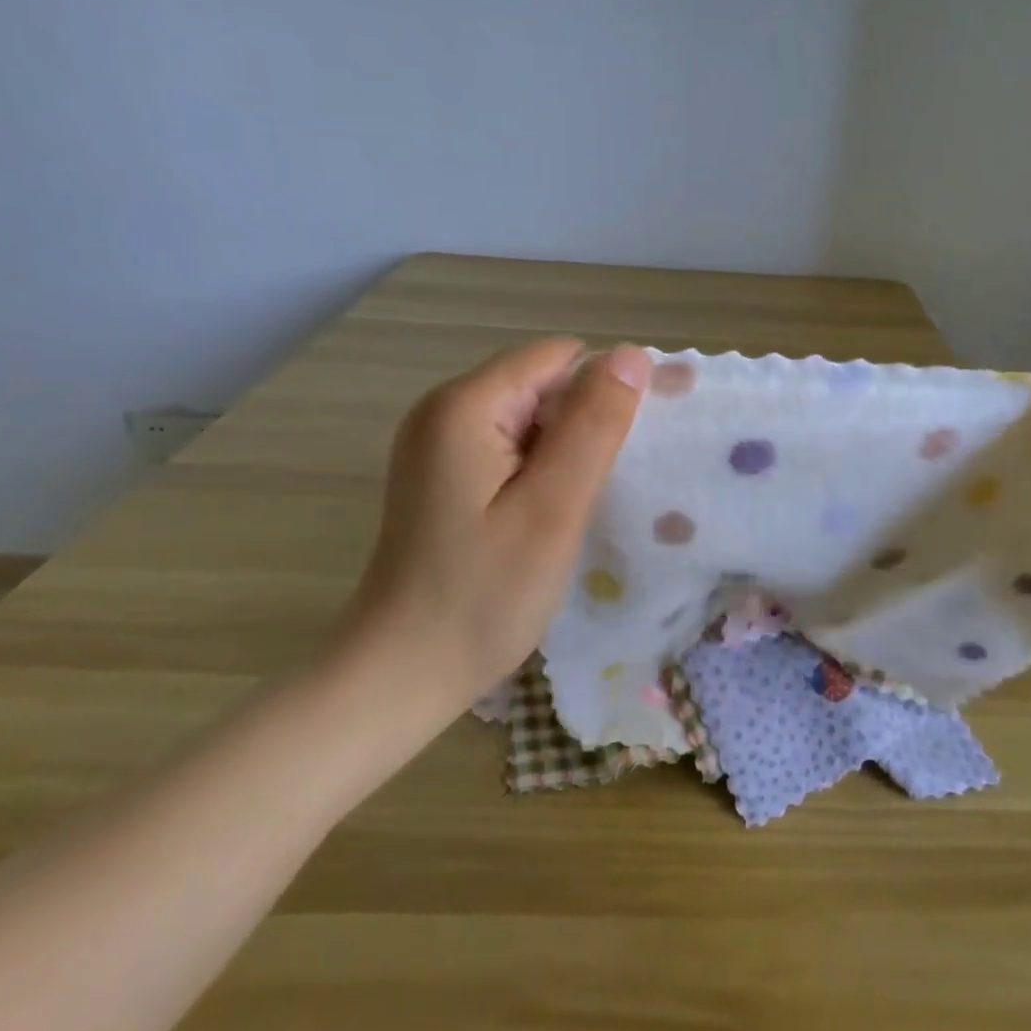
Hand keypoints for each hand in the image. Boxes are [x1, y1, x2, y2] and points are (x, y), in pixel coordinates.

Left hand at [330, 339, 648, 723]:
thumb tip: (632, 354)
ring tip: (573, 507)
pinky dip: (538, 468)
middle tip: (597, 490)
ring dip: (563, 450)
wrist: (398, 676)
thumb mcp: (554, 508)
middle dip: (582, 423)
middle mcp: (443, 408)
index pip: (559, 357)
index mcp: (466, 405)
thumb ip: (595, 425)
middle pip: (541, 383)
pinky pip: (507, 445)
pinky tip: (543, 515)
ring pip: (529, 416)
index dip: (603, 391)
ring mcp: (436, 441)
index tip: (626, 451)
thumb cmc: (482, 596)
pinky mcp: (440, 473)